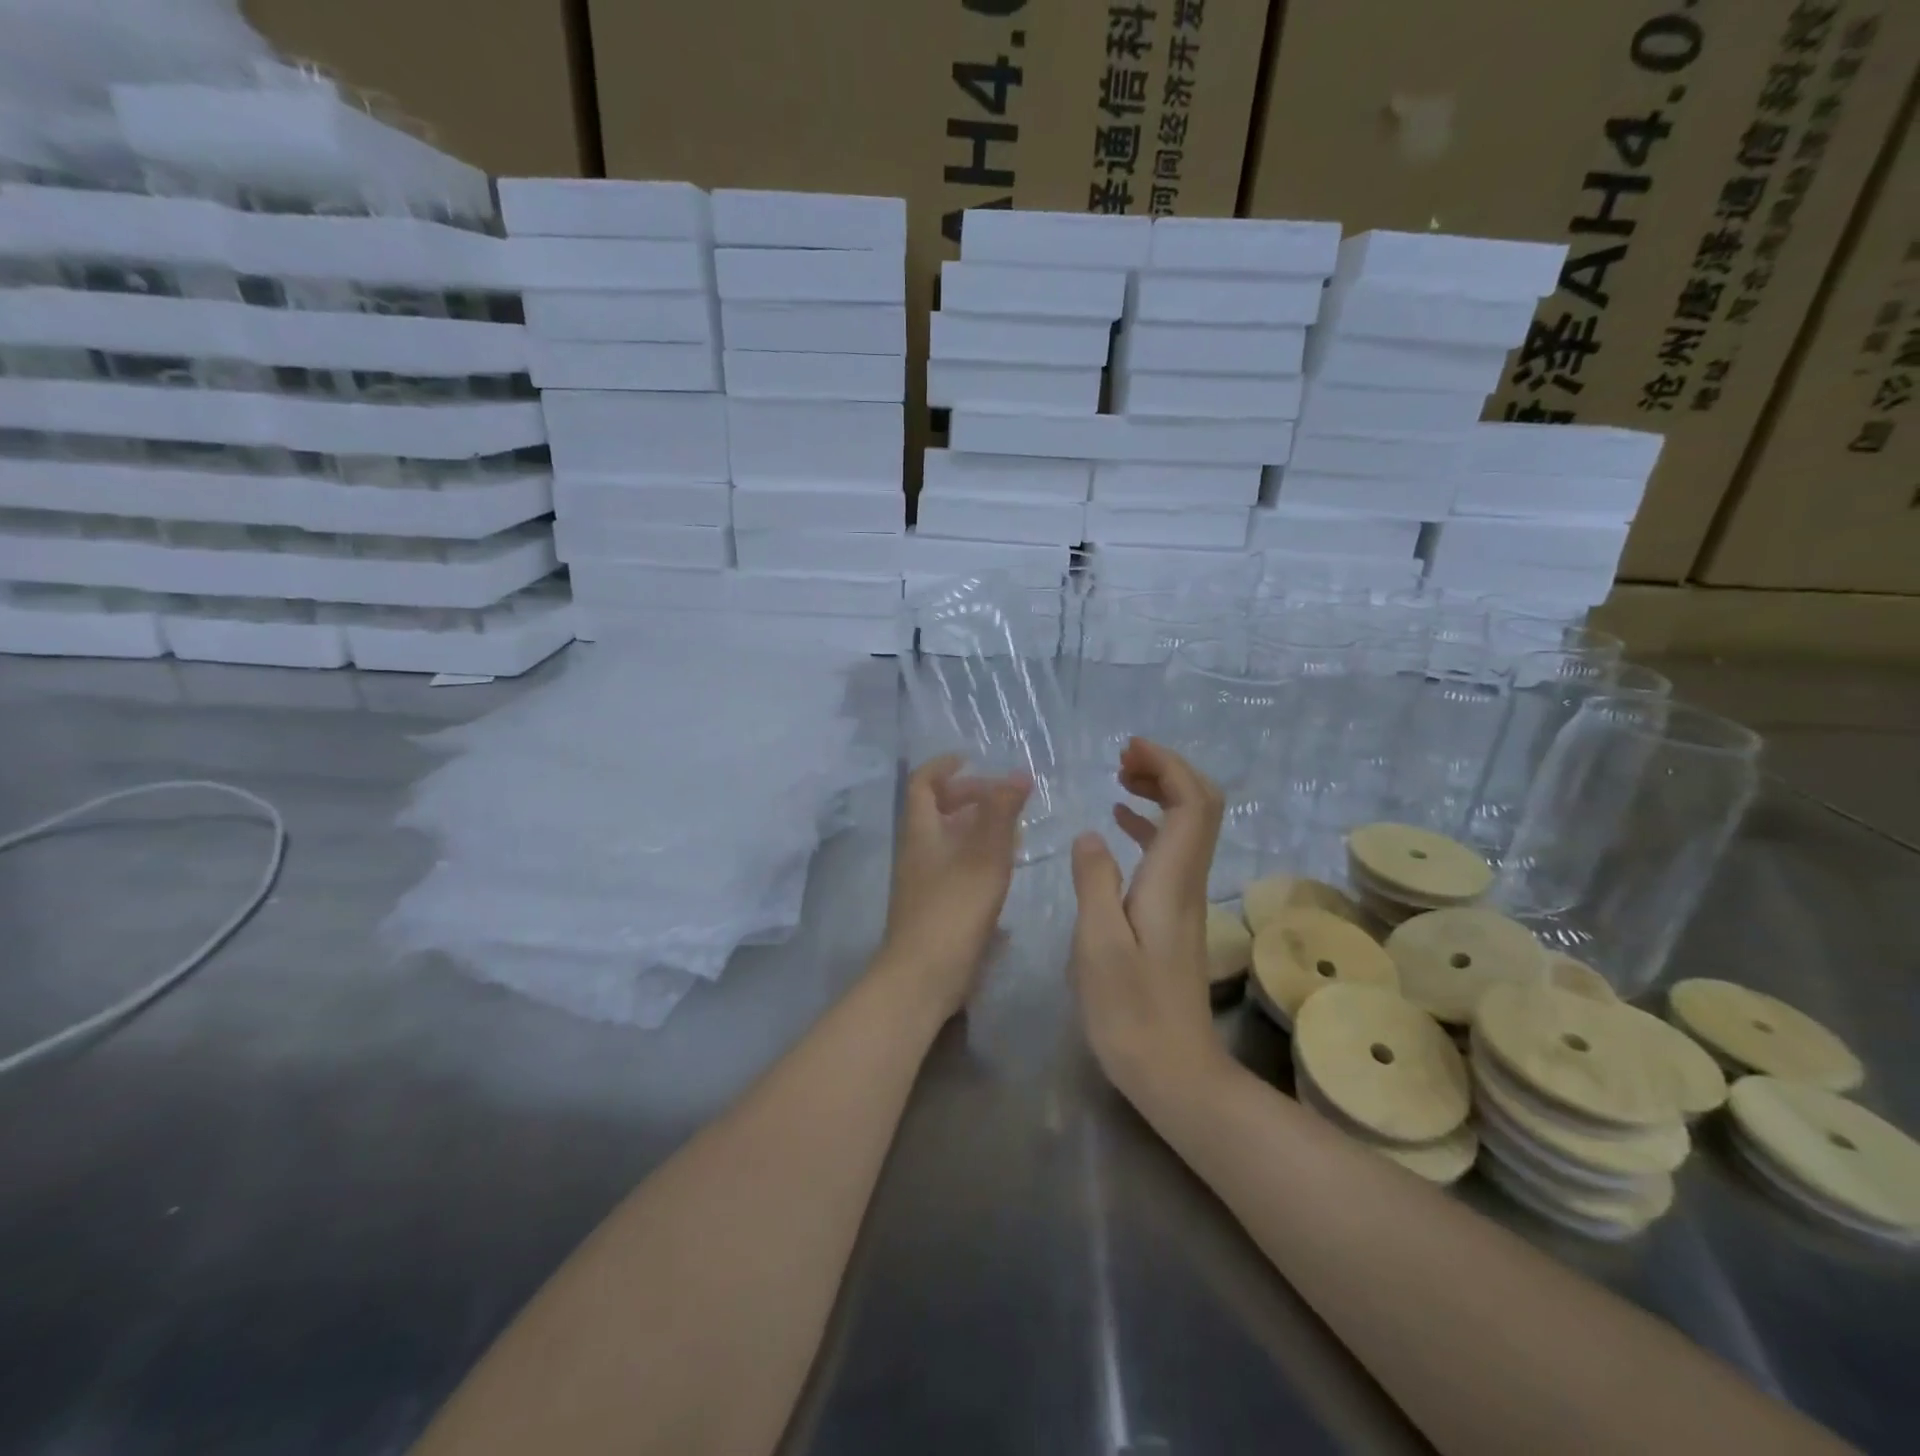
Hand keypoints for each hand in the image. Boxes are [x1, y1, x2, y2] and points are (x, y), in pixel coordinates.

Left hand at [874, 754, 1030, 1021]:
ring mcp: (923, 882)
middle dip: (968, 797)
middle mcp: (917, 852)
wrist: (922, 978)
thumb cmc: (953, 911)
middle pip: (936, 810)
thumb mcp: (984, 857)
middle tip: (1003, 798)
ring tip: (1012, 831)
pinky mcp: (934, 908)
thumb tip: (1017, 774)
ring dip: (976, 828)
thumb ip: (1002, 814)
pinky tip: (1003, 872)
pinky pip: (954, 868)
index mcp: (921, 832)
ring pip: (947, 840)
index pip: (922, 783)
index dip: (944, 766)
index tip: (973, 759)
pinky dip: (977, 858)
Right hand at [1068, 738, 1231, 1113]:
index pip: (1191, 803)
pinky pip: (1170, 852)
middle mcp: (1186, 882)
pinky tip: (1120, 827)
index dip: (1168, 765)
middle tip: (1123, 760)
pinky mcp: (1173, 917)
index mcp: (1170, 881)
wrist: (1175, 1074)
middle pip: (1201, 807)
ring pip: (1188, 827)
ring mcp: (1184, 899)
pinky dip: (1150, 826)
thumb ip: (1093, 884)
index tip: (1130, 749)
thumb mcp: (1097, 947)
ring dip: (1161, 794)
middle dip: (1168, 770)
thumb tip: (1091, 834)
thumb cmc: (1130, 1014)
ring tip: (1119, 779)